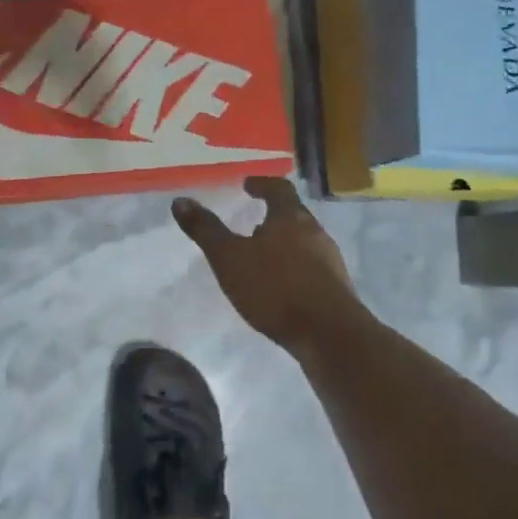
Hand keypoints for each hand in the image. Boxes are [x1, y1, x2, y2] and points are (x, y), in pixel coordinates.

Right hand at [172, 177, 375, 358]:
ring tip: (264, 256)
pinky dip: (296, 267)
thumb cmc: (275, 288)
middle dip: (274, 216)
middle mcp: (315, 231)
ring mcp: (330, 260)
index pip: (278, 188)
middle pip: (294, 214)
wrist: (329, 334)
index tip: (248, 185)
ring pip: (305, 242)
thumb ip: (206, 230)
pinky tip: (282, 286)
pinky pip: (313, 267)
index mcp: (290, 217)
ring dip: (285, 243)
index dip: (262, 184)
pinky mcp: (337, 288)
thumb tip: (180, 201)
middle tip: (253, 222)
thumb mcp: (229, 258)